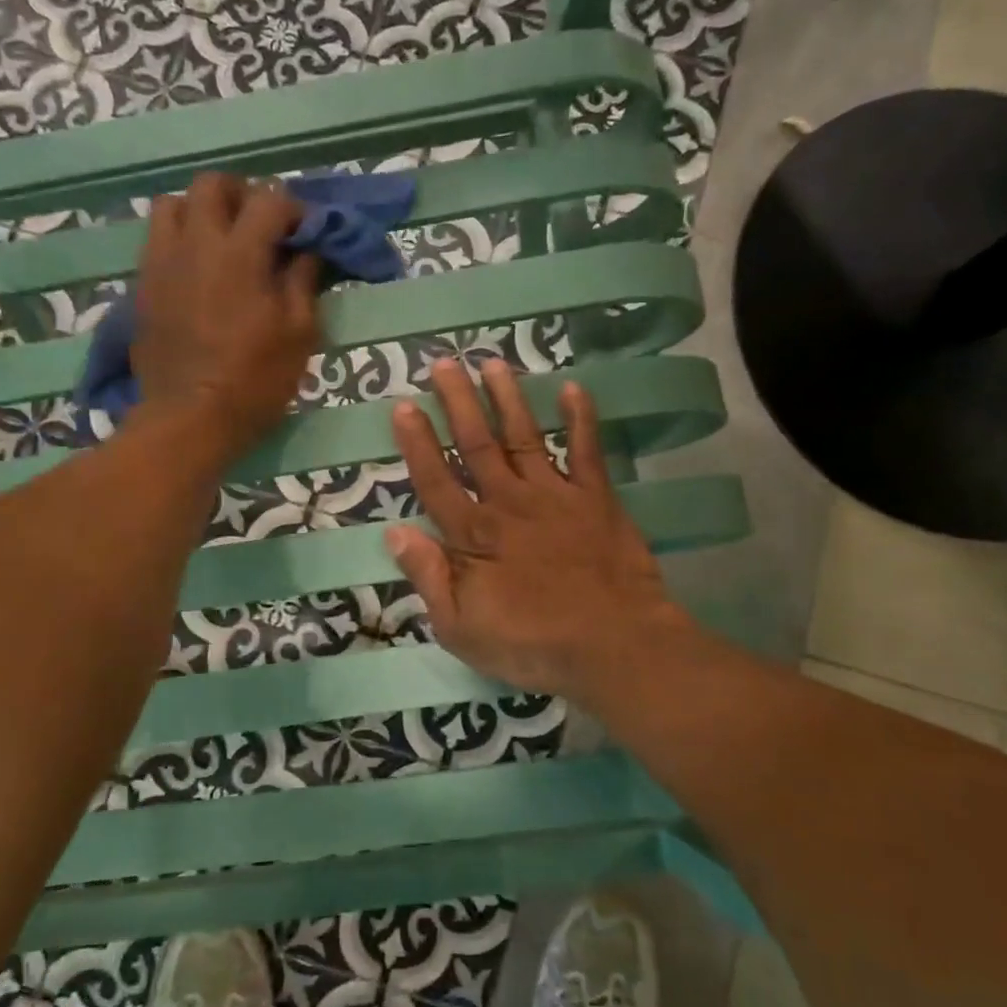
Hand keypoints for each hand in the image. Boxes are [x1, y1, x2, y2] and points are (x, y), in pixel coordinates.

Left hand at [131, 172, 317, 456]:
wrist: (191, 417)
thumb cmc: (255, 380)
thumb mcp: (299, 335)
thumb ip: (303, 283)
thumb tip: (306, 252)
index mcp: (240, 253)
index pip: (269, 200)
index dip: (293, 209)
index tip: (304, 232)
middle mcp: (196, 244)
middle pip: (212, 185)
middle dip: (241, 194)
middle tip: (260, 224)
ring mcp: (163, 262)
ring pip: (172, 204)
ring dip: (201, 211)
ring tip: (221, 241)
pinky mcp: (144, 285)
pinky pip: (156, 240)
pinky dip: (180, 240)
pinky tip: (197, 270)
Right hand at [386, 358, 690, 700]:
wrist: (613, 645)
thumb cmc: (532, 645)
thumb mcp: (461, 629)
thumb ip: (429, 578)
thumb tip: (394, 534)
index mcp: (474, 536)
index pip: (436, 481)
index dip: (417, 444)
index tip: (404, 405)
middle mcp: (509, 503)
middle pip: (476, 445)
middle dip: (457, 402)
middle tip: (443, 363)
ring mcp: (555, 496)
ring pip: (524, 436)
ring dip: (507, 398)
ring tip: (492, 362)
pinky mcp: (595, 499)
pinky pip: (586, 451)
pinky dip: (580, 419)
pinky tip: (572, 388)